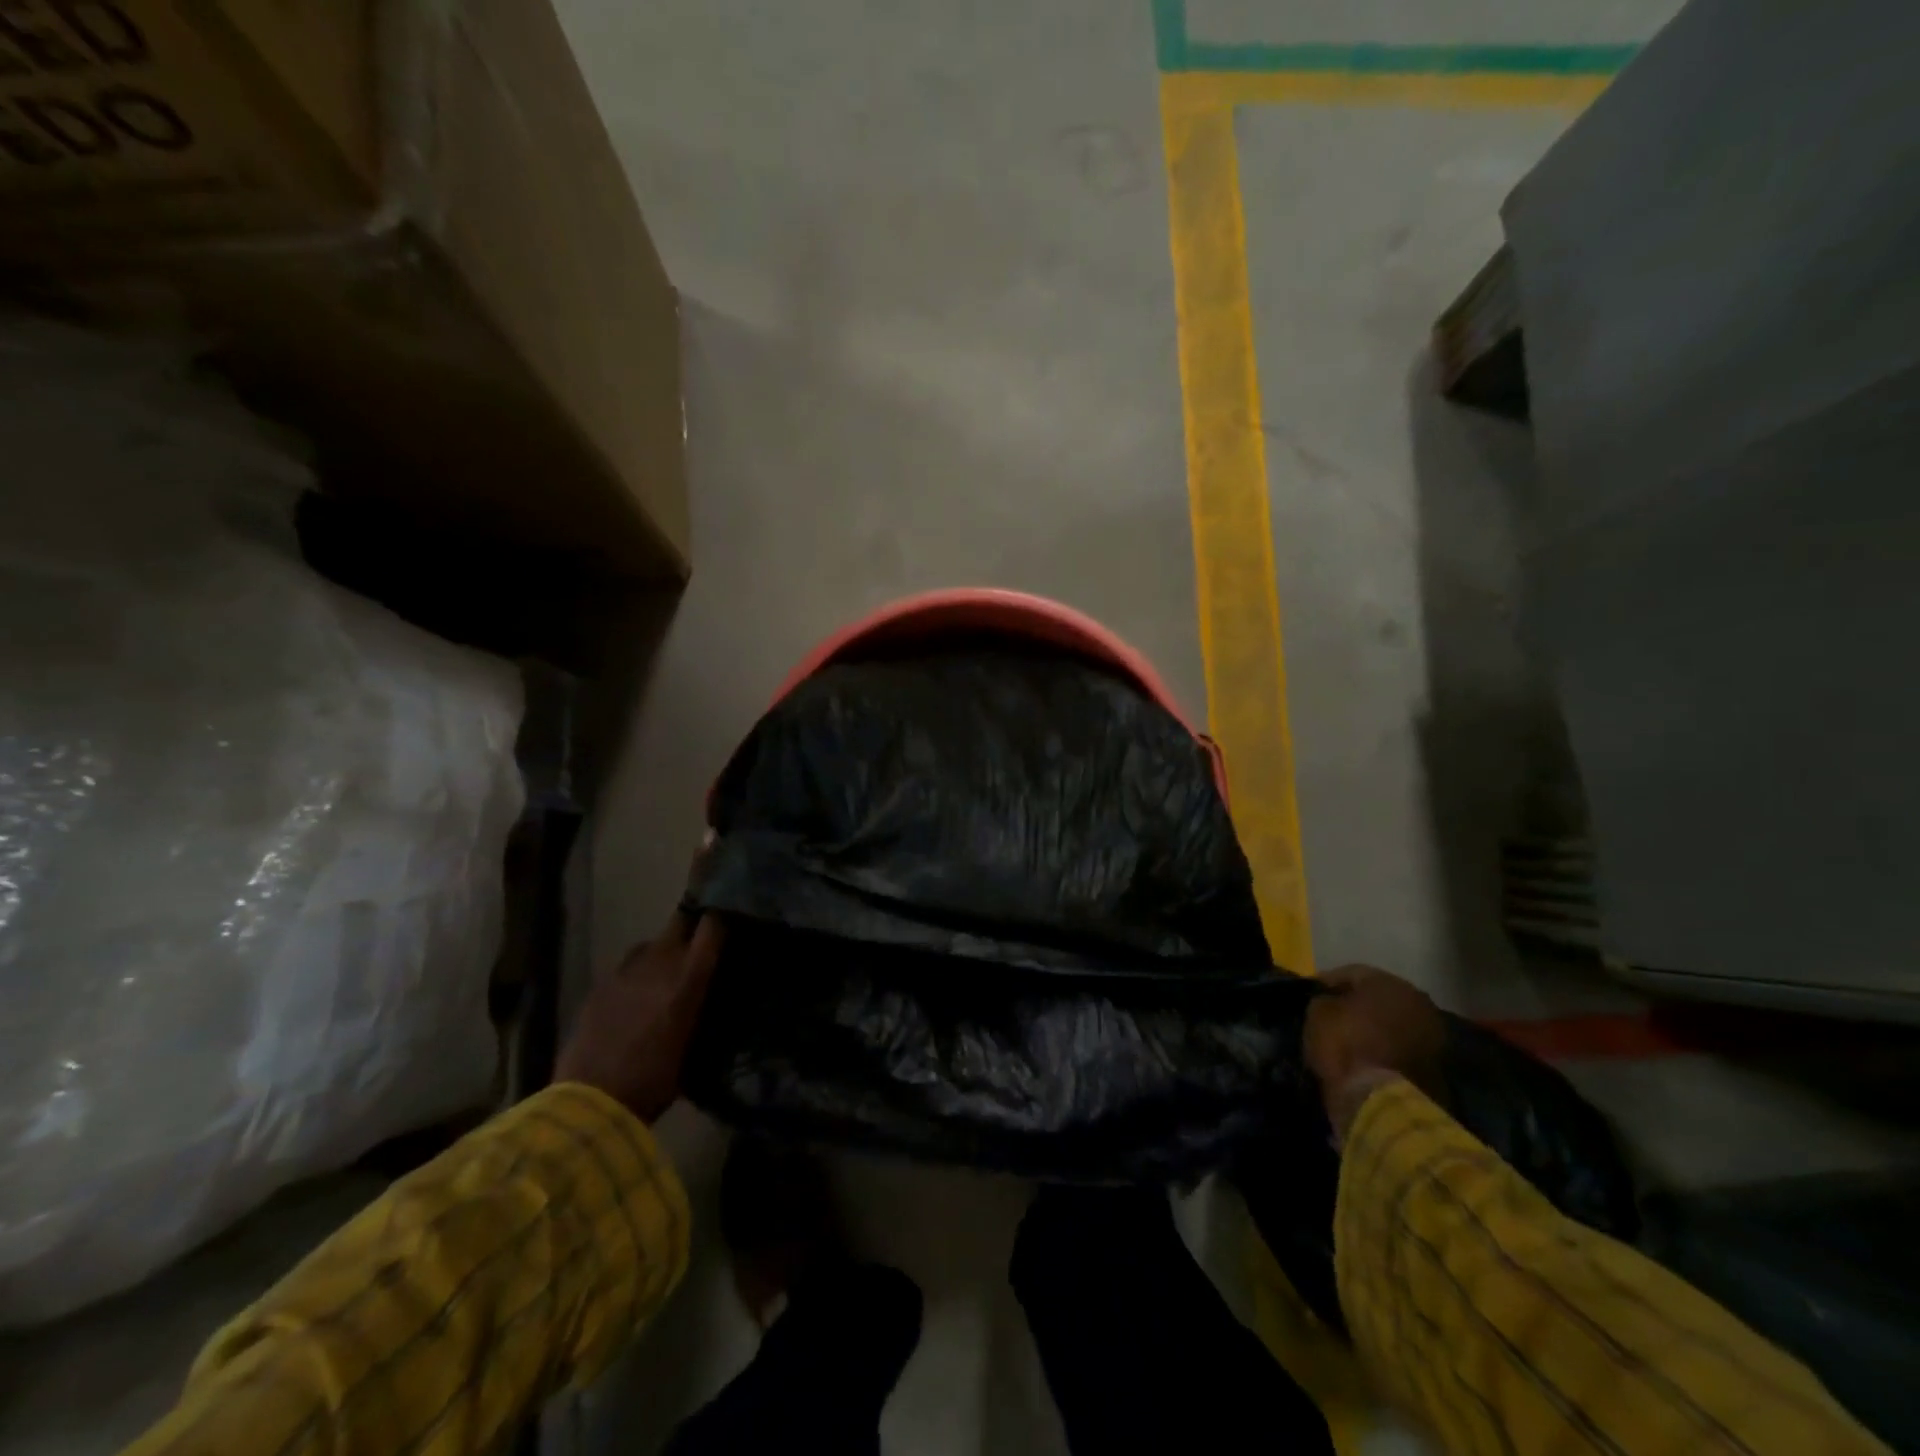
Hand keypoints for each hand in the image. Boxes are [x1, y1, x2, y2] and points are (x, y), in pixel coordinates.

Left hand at [554, 910, 724, 1122]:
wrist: (594, 1100)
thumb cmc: (656, 1079)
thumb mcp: (694, 1044)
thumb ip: (702, 1008)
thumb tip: (710, 995)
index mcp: (690, 975)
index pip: (711, 927)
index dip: (720, 922)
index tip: (728, 927)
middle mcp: (660, 962)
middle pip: (679, 922)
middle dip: (689, 927)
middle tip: (697, 944)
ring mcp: (626, 970)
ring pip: (650, 943)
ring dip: (661, 952)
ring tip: (664, 973)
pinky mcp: (600, 985)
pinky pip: (626, 968)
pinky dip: (635, 975)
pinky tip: (634, 996)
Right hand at [1303, 965, 1445, 1142]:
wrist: (1381, 1100)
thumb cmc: (1345, 1045)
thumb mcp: (1318, 1012)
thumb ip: (1324, 1000)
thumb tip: (1330, 1003)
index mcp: (1389, 982)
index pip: (1351, 973)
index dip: (1327, 982)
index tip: (1311, 994)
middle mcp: (1417, 1001)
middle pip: (1378, 996)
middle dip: (1356, 1003)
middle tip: (1332, 1014)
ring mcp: (1432, 1034)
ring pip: (1394, 1022)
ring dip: (1374, 1027)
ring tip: (1349, 1038)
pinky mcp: (1436, 1066)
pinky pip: (1402, 1046)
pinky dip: (1386, 1048)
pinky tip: (1366, 1056)